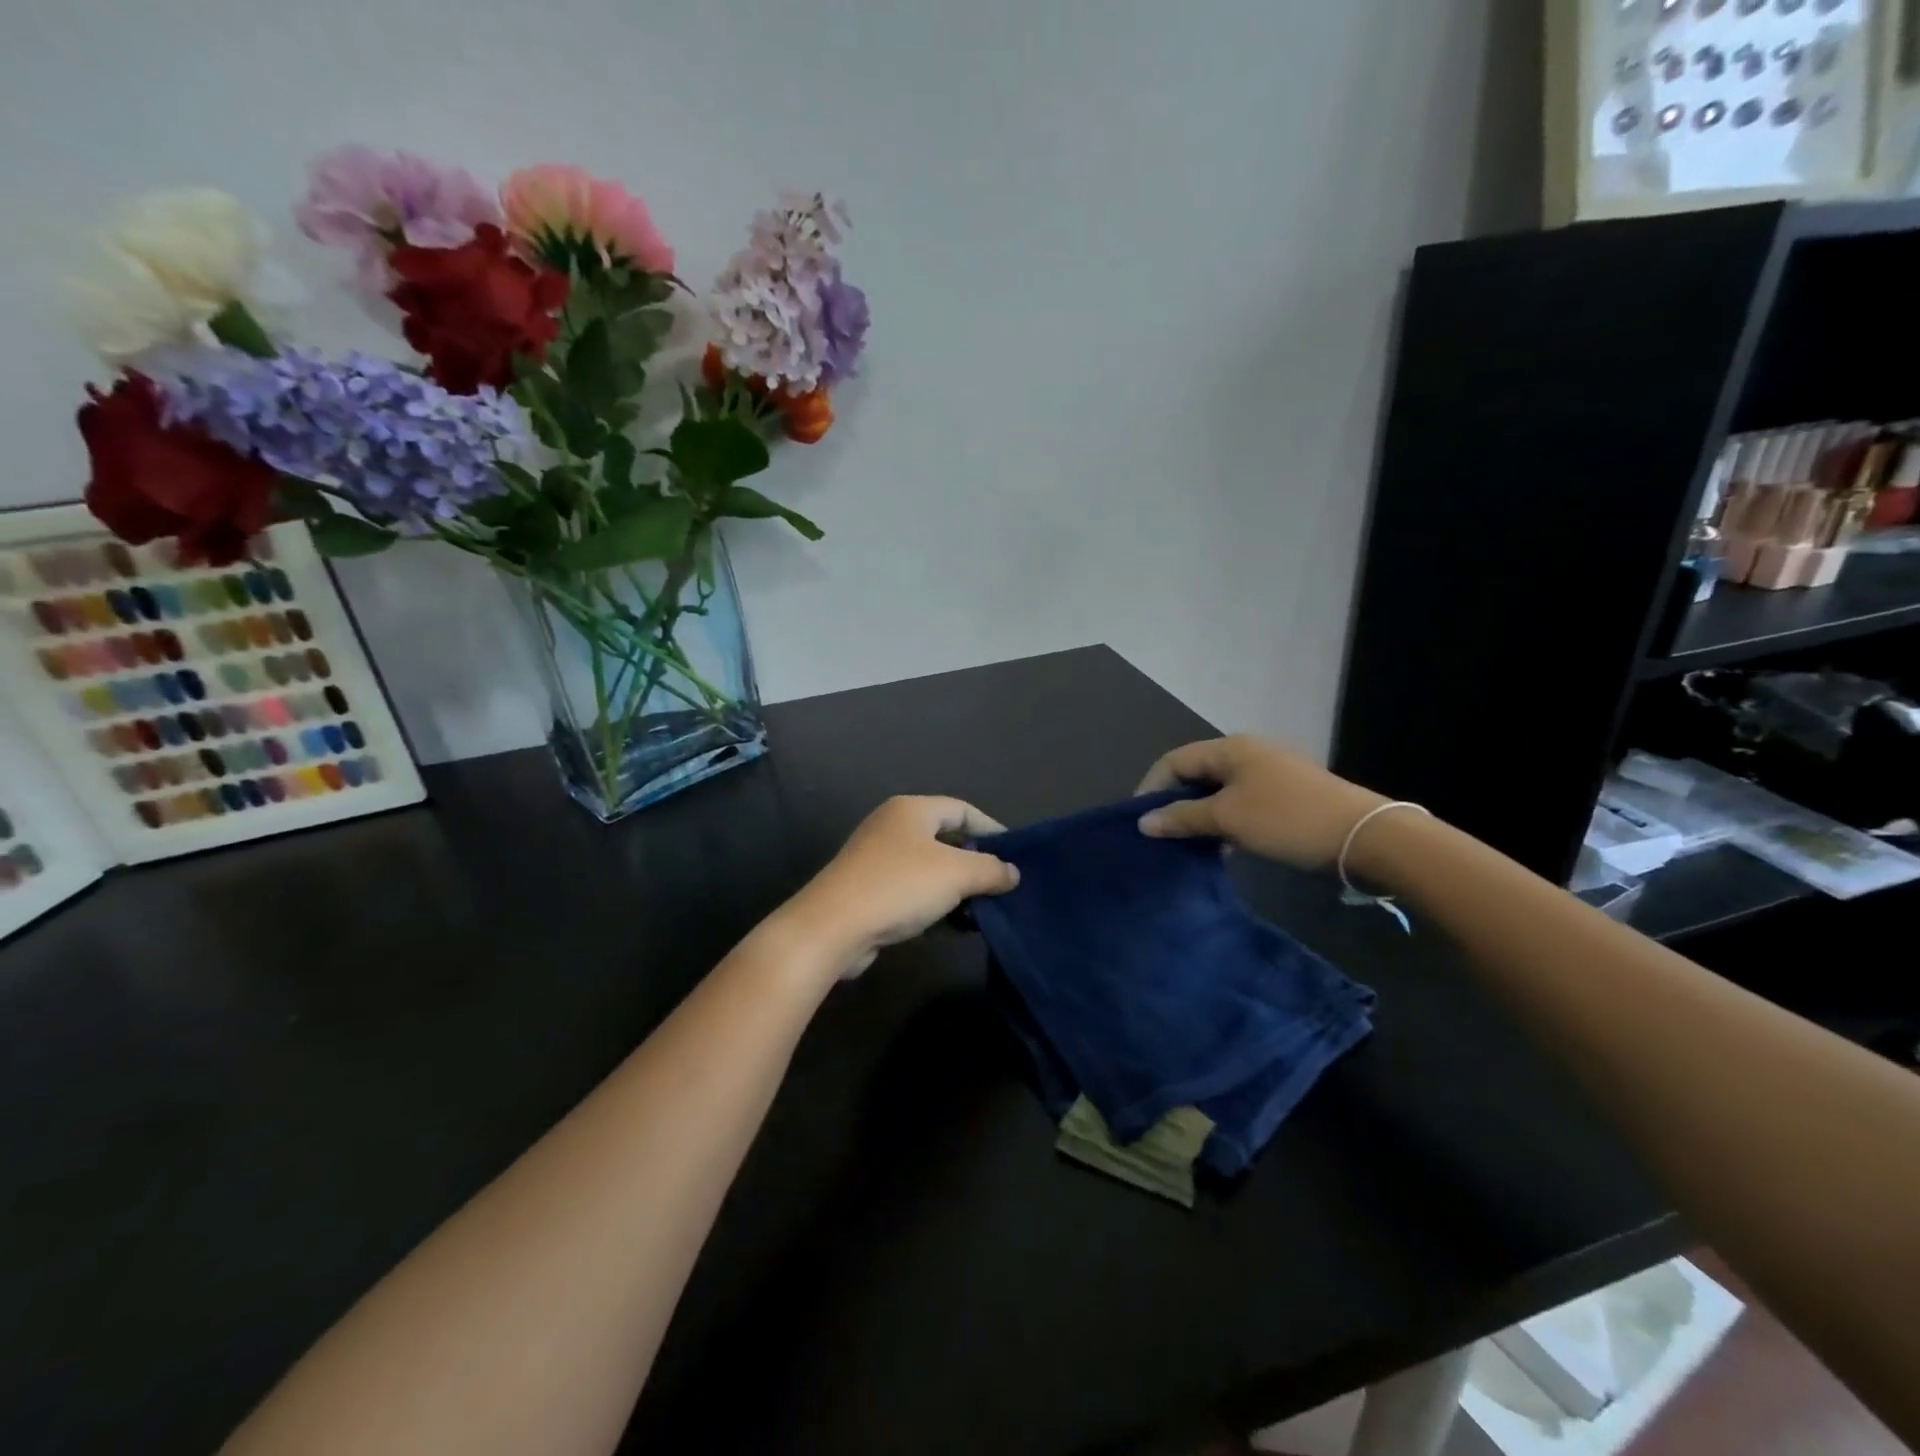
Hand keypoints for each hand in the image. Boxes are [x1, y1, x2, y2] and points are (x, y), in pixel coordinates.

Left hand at [779, 796, 1019, 977]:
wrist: (833, 926)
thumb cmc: (900, 886)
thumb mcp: (957, 874)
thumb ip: (991, 870)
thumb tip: (1012, 873)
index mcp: (911, 810)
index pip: (962, 810)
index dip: (991, 829)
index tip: (1015, 855)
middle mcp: (892, 826)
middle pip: (945, 838)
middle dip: (975, 861)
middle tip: (1001, 884)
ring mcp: (876, 858)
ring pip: (929, 867)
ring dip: (956, 886)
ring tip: (982, 908)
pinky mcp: (868, 889)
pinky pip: (912, 889)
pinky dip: (934, 902)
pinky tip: (952, 923)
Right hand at [1134, 735, 1386, 870]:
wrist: (1365, 837)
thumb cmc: (1287, 820)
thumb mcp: (1228, 819)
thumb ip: (1182, 817)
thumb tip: (1143, 822)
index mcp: (1231, 749)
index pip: (1174, 761)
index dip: (1151, 788)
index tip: (1139, 821)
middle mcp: (1247, 754)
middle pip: (1196, 774)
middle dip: (1174, 803)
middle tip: (1160, 835)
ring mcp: (1269, 775)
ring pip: (1218, 792)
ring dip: (1199, 816)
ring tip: (1186, 844)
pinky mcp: (1285, 797)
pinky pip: (1240, 804)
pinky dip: (1224, 822)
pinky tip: (1221, 846)